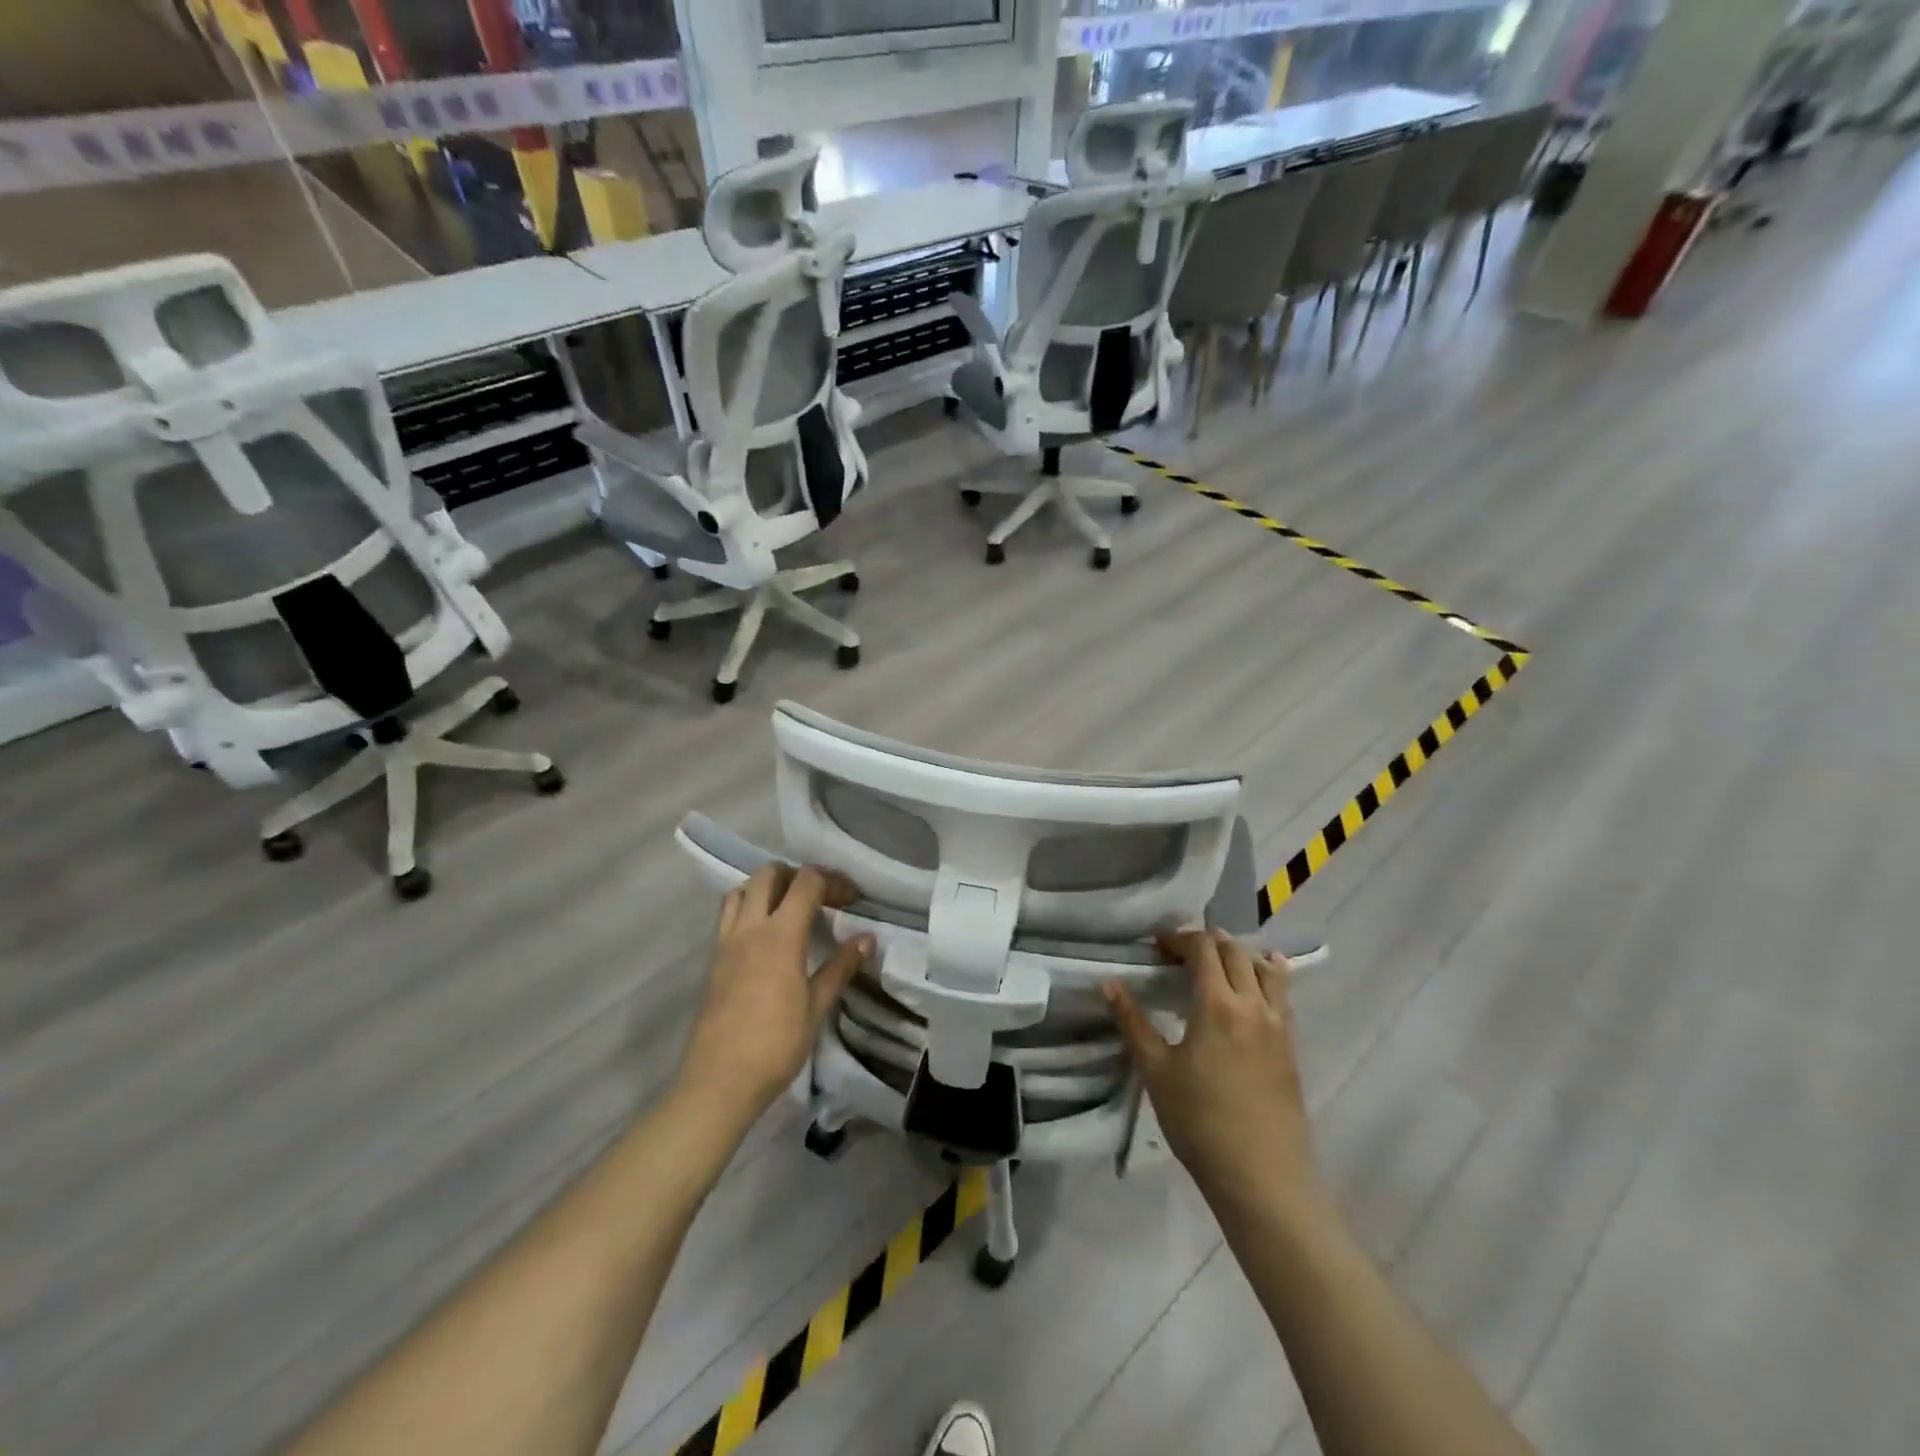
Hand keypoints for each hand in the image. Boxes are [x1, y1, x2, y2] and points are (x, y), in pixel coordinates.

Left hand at [676, 863, 872, 1128]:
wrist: (718, 1081)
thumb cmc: (775, 1046)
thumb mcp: (816, 1007)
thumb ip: (840, 967)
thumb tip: (868, 938)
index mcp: (780, 935)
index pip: (806, 882)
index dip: (832, 881)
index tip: (851, 899)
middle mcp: (750, 927)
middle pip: (770, 873)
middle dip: (798, 875)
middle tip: (821, 898)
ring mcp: (726, 941)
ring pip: (743, 889)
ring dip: (768, 887)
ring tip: (790, 909)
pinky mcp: (713, 958)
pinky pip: (728, 913)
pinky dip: (748, 906)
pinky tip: (765, 934)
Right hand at [1105, 930, 1316, 1209]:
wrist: (1262, 1178)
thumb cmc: (1200, 1122)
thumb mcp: (1156, 1071)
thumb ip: (1132, 1023)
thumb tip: (1109, 984)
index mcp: (1218, 1004)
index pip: (1203, 948)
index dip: (1178, 938)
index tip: (1156, 947)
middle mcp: (1253, 1004)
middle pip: (1234, 951)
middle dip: (1206, 942)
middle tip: (1178, 955)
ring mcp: (1278, 1025)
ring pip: (1264, 968)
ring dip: (1238, 954)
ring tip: (1217, 963)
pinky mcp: (1291, 1046)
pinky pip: (1282, 994)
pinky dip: (1268, 974)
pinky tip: (1260, 979)